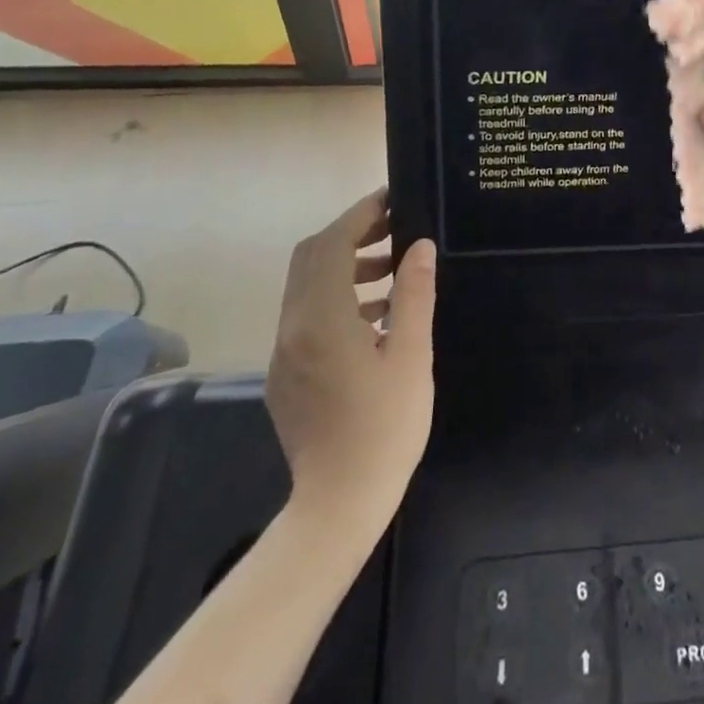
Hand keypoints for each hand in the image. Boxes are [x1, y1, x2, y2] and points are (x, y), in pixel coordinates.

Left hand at [264, 189, 436, 518]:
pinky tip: (376, 314)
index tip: (392, 199)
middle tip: (395, 228)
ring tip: (393, 269)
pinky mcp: (285, 373)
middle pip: (310, 258)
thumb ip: (413, 294)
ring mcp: (284, 352)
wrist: (338, 504)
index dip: (360, 215)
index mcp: (322, 319)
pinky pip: (307, 315)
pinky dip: (337, 297)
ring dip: (345, 265)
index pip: (331, 245)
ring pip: (307, 285)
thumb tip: (419, 246)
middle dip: (351, 234)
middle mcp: (292, 328)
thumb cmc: (385, 428)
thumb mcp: (411, 355)